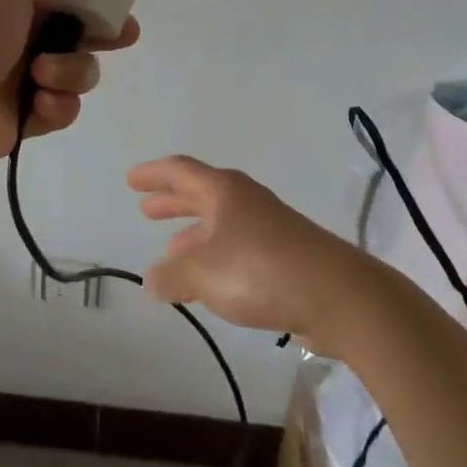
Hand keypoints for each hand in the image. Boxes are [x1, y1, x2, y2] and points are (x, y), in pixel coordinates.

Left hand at [0, 0, 140, 180]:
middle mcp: (21, 35)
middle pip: (79, 30)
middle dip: (103, 33)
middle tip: (122, 36)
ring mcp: (26, 78)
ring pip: (79, 70)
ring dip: (71, 70)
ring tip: (43, 74)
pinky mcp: (31, 118)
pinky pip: (66, 108)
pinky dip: (57, 104)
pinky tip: (39, 104)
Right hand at [126, 155, 376, 351]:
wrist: (335, 294)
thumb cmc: (261, 270)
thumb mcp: (204, 272)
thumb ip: (172, 275)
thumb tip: (152, 278)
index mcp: (223, 191)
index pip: (181, 171)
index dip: (154, 174)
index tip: (131, 180)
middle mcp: (244, 200)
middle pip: (200, 194)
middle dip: (172, 202)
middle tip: (145, 209)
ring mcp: (266, 227)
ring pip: (219, 223)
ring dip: (192, 234)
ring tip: (170, 251)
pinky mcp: (282, 256)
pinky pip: (235, 248)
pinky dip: (214, 258)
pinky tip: (207, 283)